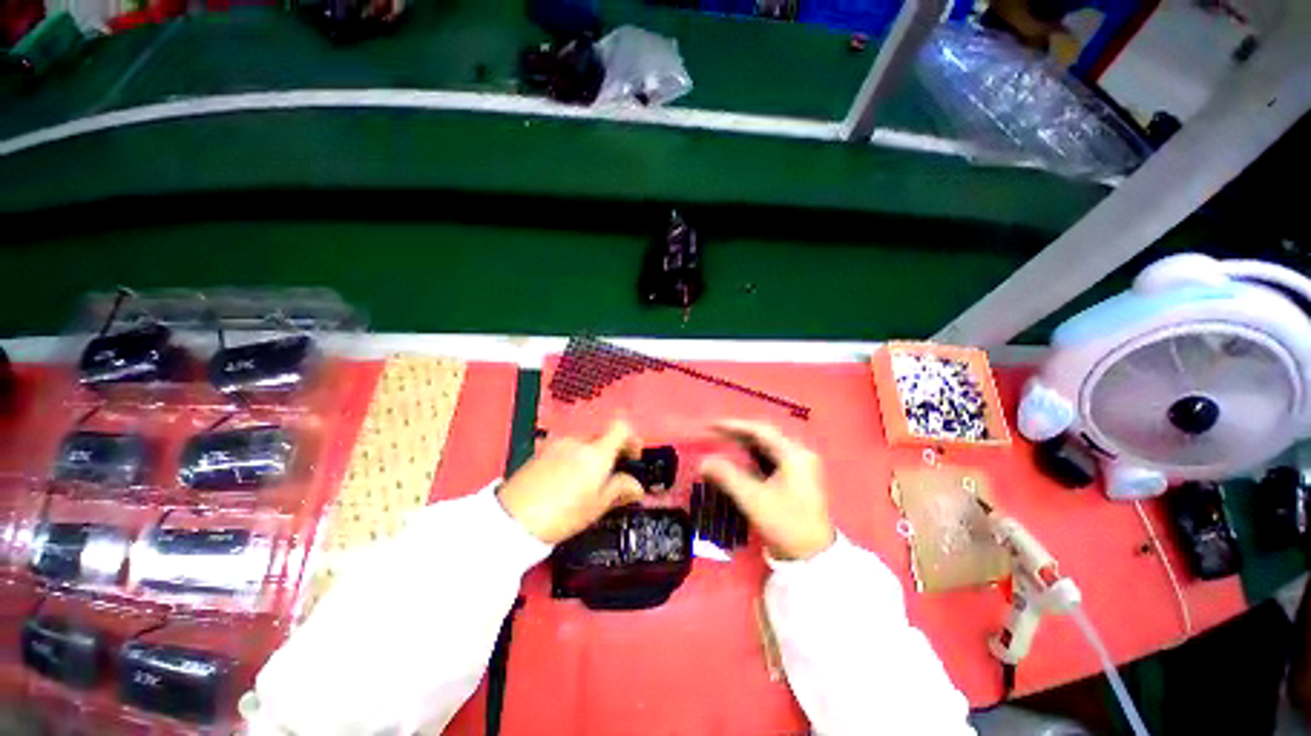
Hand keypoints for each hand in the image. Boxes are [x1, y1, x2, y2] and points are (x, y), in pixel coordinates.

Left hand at [498, 420, 645, 543]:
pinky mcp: (542, 450)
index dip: (632, 439)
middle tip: (610, 476)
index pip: (622, 428)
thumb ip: (620, 490)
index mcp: (596, 453)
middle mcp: (578, 442)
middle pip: (603, 436)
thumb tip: (635, 487)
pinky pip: (567, 448)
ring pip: (584, 443)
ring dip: (591, 456)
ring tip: (585, 484)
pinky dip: (573, 459)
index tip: (632, 457)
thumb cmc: (559, 515)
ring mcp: (558, 444)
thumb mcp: (597, 506)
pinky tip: (566, 482)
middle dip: (611, 452)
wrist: (513, 519)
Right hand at [699, 419, 835, 560]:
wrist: (813, 556)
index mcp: (794, 455)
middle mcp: (801, 453)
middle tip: (716, 434)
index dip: (734, 426)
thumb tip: (703, 461)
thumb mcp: (753, 500)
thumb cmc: (785, 524)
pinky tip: (741, 458)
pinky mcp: (800, 474)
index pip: (760, 431)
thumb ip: (726, 476)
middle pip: (765, 435)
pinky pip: (774, 456)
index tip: (712, 425)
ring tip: (724, 442)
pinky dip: (755, 455)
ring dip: (747, 444)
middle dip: (739, 433)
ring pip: (769, 445)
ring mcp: (802, 464)